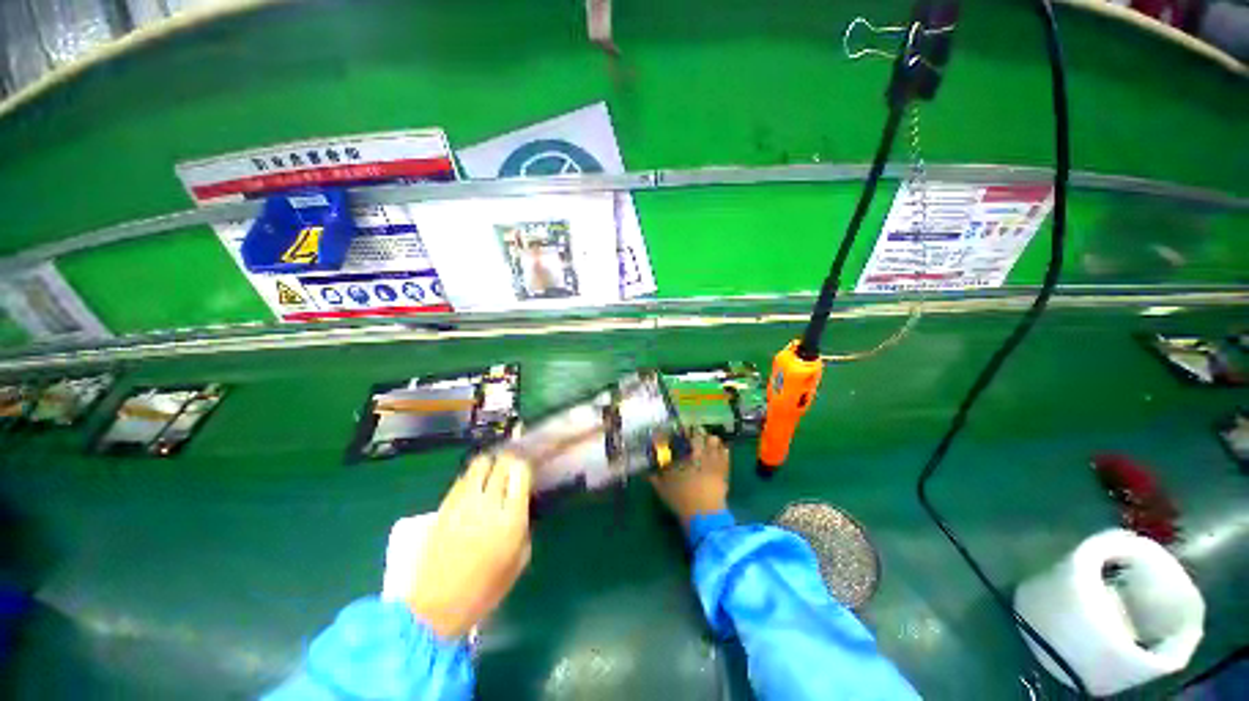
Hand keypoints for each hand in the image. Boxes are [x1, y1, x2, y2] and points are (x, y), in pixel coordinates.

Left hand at [406, 453, 532, 638]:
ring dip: (491, 463)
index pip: (520, 471)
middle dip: (510, 459)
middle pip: (502, 461)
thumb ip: (525, 526)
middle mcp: (489, 502)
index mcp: (511, 518)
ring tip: (495, 471)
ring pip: (480, 463)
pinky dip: (474, 474)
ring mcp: (464, 501)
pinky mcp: (445, 504)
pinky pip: (463, 477)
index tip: (528, 468)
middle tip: (514, 466)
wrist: (435, 606)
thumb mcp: (519, 560)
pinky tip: (477, 485)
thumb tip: (522, 503)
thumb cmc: (484, 589)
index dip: (525, 464)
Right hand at [648, 430, 730, 527]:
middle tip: (696, 435)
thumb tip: (647, 473)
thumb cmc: (681, 499)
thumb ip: (655, 479)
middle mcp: (702, 455)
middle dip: (700, 434)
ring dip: (712, 441)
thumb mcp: (663, 489)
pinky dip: (724, 451)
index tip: (684, 432)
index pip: (687, 438)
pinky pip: (726, 457)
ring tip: (709, 440)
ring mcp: (715, 463)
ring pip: (716, 444)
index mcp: (687, 456)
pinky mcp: (724, 472)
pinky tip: (723, 450)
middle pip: (703, 437)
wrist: (703, 516)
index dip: (686, 432)